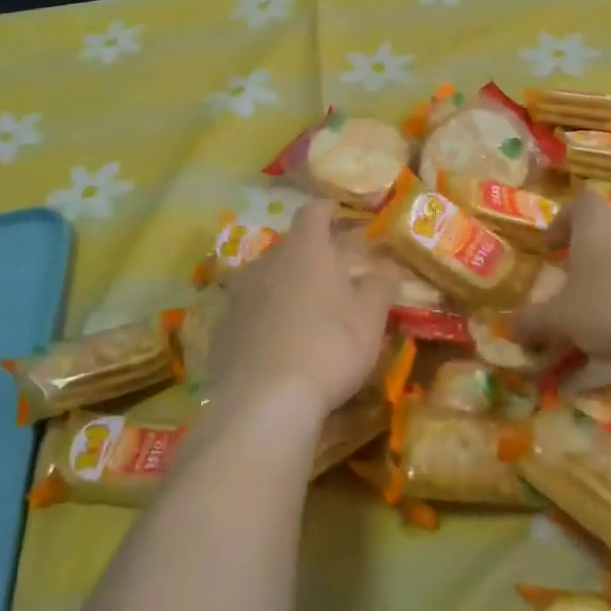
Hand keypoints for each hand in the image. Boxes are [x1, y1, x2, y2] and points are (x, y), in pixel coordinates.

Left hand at [207, 201, 399, 425]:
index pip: (313, 212)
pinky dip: (265, 317)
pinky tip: (277, 343)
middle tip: (332, 270)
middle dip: (310, 253)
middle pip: (290, 246)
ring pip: (266, 278)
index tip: (338, 210)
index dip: (327, 209)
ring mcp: (239, 296)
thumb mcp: (370, 318)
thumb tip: (388, 266)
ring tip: (305, 307)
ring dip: (285, 285)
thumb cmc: (329, 348)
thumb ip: (380, 285)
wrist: (264, 402)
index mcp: (305, 250)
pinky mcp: (222, 330)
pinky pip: (249, 312)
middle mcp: (266, 263)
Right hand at [518, 192, 610, 362]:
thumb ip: (534, 320)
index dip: (563, 221)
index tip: (552, 248)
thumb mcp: (561, 319)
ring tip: (609, 306)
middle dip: (590, 252)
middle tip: (577, 281)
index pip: (579, 203)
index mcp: (597, 224)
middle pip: (608, 228)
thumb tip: (510, 327)